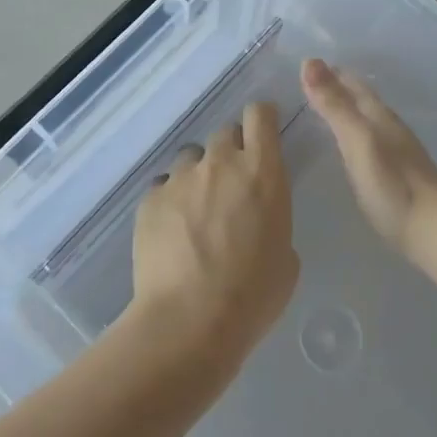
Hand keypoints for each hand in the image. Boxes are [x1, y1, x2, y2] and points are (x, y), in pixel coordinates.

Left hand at [129, 102, 298, 372]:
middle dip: (230, 152)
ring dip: (198, 176)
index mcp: (262, 172)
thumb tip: (258, 218)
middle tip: (231, 186)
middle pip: (225, 133)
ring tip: (196, 212)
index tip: (262, 132)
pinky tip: (172, 233)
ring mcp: (181, 178)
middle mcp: (220, 163)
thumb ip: (273, 220)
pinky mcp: (150, 198)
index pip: (260, 114)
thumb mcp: (286, 258)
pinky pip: (163, 187)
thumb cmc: (252, 295)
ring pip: (191, 158)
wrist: (189, 322)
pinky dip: (170, 201)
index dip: (261, 118)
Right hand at [301, 59, 436, 260]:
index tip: (302, 66)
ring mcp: (396, 150)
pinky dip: (353, 133)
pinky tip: (348, 147)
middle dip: (336, 87)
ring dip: (345, 110)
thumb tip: (309, 61)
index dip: (328, 72)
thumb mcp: (357, 140)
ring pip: (366, 119)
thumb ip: (334, 105)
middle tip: (306, 85)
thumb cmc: (393, 184)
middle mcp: (388, 126)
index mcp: (378, 114)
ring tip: (321, 111)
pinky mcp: (398, 174)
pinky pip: (370, 141)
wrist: (436, 231)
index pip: (351, 82)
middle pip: (360, 98)